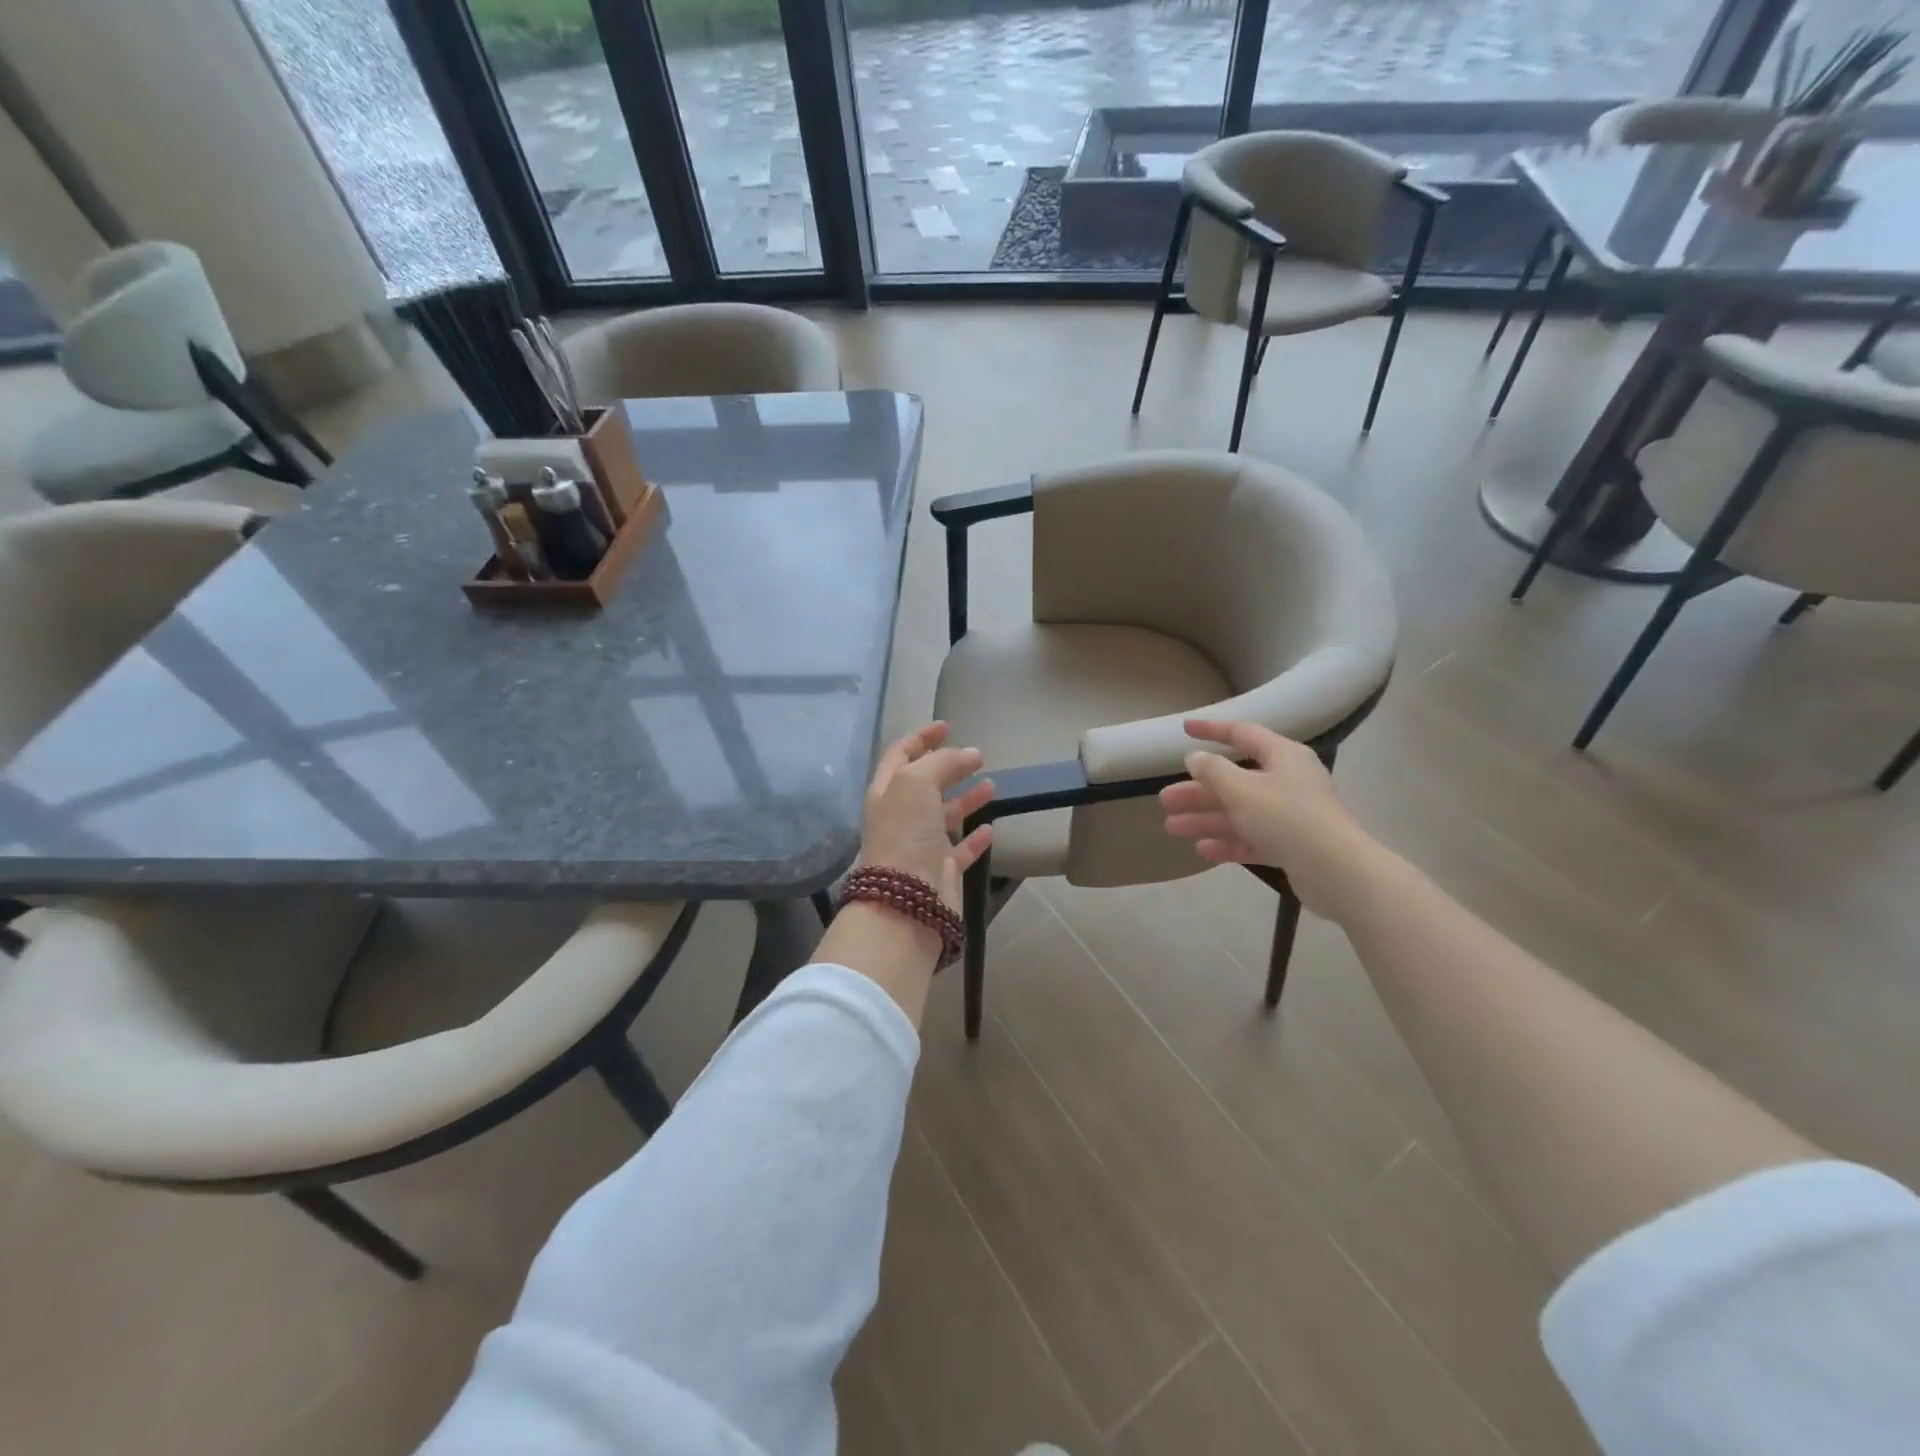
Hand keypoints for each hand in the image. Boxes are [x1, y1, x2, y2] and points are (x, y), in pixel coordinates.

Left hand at [861, 722, 994, 912]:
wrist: (906, 899)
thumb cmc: (905, 833)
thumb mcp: (916, 783)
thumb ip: (940, 762)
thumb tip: (967, 753)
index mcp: (886, 793)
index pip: (900, 756)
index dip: (921, 738)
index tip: (946, 726)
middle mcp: (900, 817)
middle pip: (925, 784)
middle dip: (948, 767)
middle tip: (977, 755)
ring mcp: (920, 846)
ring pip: (944, 815)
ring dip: (966, 798)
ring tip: (991, 785)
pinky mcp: (941, 871)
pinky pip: (960, 849)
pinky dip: (974, 838)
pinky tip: (990, 828)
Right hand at [1158, 718, 1378, 920]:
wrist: (1336, 871)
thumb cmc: (1286, 817)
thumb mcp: (1242, 789)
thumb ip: (1213, 771)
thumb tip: (1195, 758)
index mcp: (1283, 756)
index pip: (1242, 733)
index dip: (1211, 730)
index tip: (1184, 729)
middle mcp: (1288, 781)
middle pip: (1235, 779)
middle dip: (1198, 790)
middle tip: (1165, 799)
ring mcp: (1290, 815)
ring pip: (1240, 812)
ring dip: (1206, 818)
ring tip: (1172, 828)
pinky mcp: (1291, 845)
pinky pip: (1253, 839)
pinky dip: (1228, 842)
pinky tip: (1202, 850)